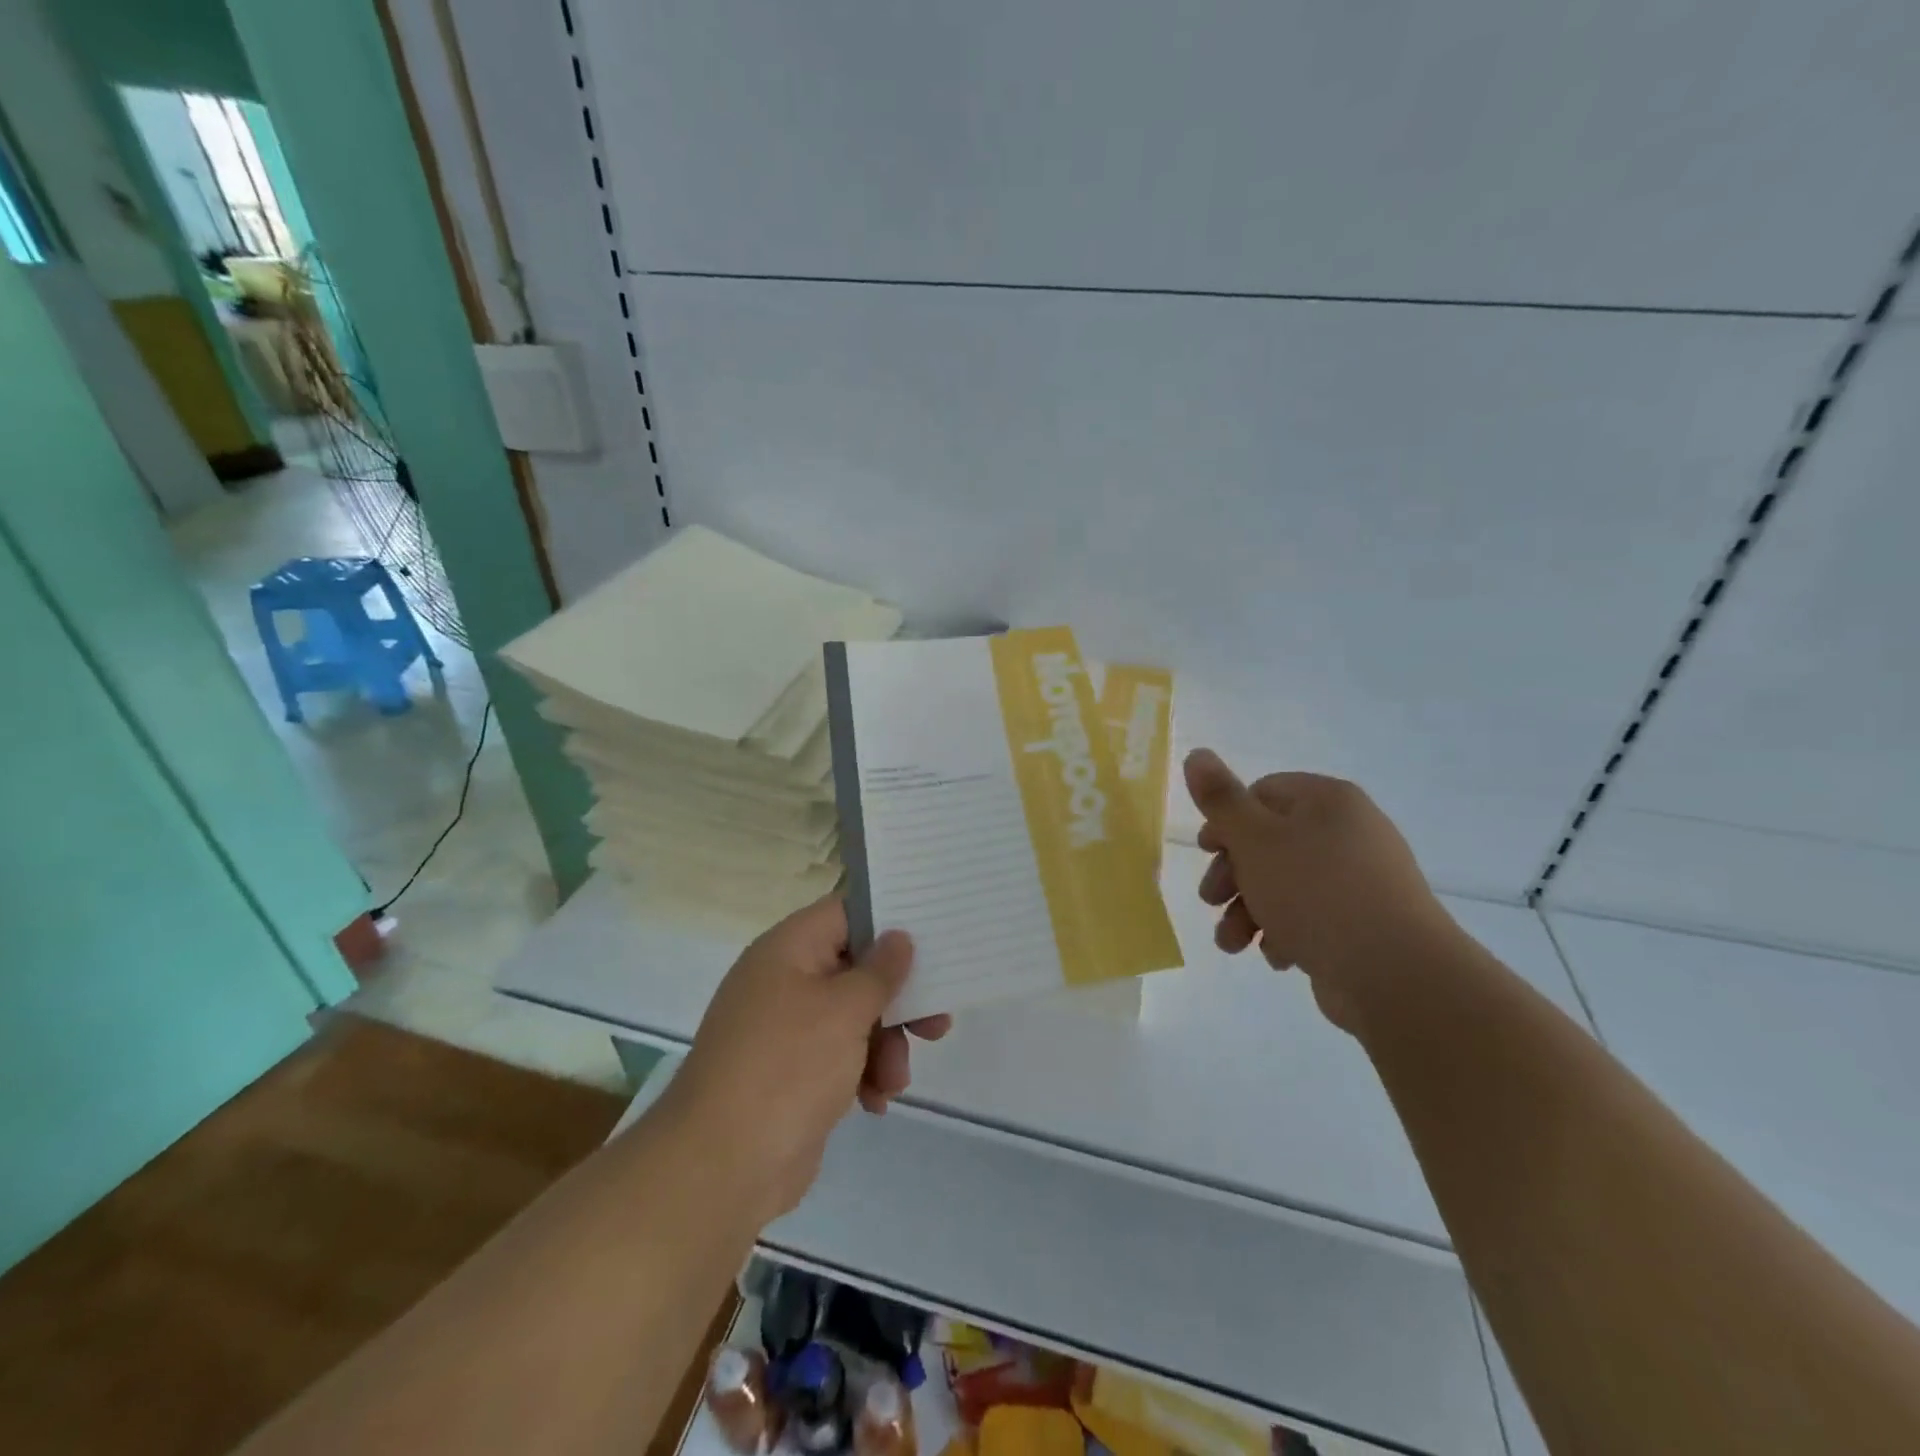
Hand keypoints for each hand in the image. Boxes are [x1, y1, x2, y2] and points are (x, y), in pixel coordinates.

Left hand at [665, 897, 951, 1222]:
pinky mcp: (791, 1072)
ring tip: (894, 1081)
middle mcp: (785, 980)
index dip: (889, 921)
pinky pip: (839, 1055)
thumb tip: (897, 937)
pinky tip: (875, 1101)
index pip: (846, 912)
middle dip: (898, 999)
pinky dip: (863, 1072)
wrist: (720, 1167)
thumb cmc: (788, 1068)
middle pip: (856, 969)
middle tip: (937, 1022)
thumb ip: (880, 971)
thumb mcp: (845, 1010)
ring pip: (854, 1016)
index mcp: (789, 949)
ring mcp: (785, 1028)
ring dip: (885, 1045)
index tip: (932, 941)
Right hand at [1183, 749, 1456, 1033]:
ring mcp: (1360, 879)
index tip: (1205, 852)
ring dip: (1249, 912)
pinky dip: (1286, 932)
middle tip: (1212, 901)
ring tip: (1233, 945)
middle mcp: (1348, 831)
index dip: (1226, 821)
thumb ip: (1220, 798)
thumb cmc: (1315, 894)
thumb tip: (1197, 754)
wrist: (1397, 975)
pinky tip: (1278, 958)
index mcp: (1327, 801)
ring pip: (1286, 884)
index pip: (1262, 793)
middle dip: (1233, 876)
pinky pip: (1313, 916)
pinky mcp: (1365, 922)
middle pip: (1269, 842)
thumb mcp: (1254, 840)